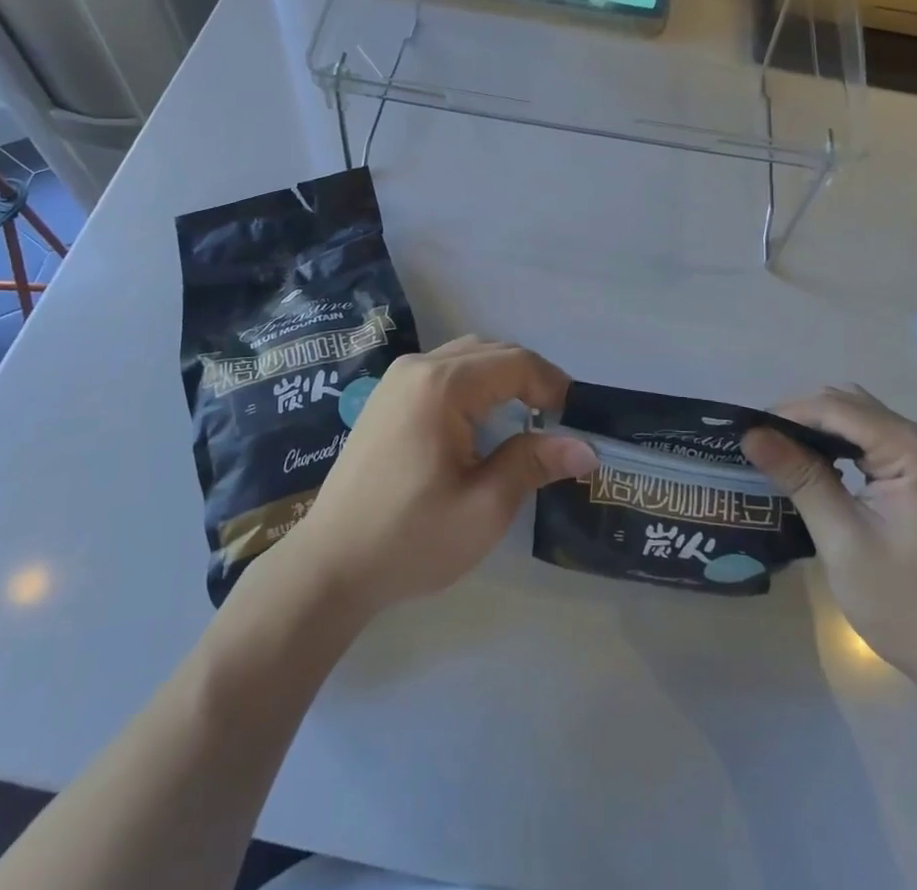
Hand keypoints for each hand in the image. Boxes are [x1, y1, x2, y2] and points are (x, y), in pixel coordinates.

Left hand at [278, 337, 597, 617]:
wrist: (330, 565)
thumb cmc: (410, 538)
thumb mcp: (484, 507)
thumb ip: (534, 463)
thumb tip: (586, 447)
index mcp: (442, 384)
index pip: (515, 363)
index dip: (554, 385)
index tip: (578, 420)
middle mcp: (418, 366)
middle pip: (492, 351)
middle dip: (531, 378)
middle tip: (559, 420)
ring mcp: (397, 379)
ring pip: (467, 357)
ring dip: (503, 378)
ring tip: (528, 418)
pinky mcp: (387, 397)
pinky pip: (444, 372)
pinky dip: (475, 385)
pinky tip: (483, 423)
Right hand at [742, 386, 916, 695]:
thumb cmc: (907, 606)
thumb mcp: (842, 539)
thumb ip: (799, 476)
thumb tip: (750, 433)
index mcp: (916, 451)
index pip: (837, 408)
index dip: (788, 414)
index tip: (747, 432)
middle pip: (852, 407)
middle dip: (803, 421)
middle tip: (762, 447)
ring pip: (863, 422)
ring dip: (822, 433)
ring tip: (783, 456)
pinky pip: (879, 444)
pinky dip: (845, 449)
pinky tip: (821, 471)